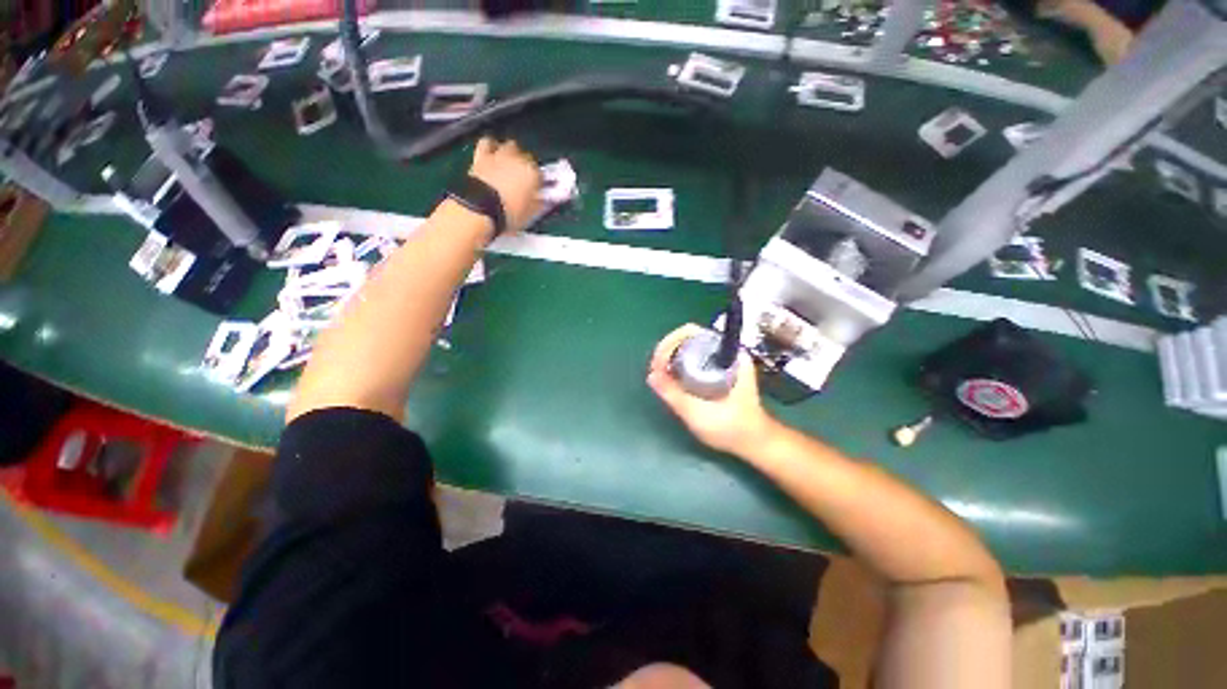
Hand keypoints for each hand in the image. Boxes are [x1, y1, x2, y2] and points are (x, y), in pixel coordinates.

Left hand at [469, 136, 542, 234]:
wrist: (479, 209)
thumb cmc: (508, 214)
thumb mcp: (529, 215)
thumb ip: (538, 204)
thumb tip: (542, 201)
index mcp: (533, 174)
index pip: (541, 175)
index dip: (538, 184)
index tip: (536, 191)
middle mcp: (518, 161)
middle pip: (526, 158)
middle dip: (526, 166)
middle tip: (523, 178)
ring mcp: (500, 156)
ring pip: (510, 145)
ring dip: (511, 152)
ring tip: (509, 163)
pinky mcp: (481, 156)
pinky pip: (487, 143)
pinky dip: (490, 146)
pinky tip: (491, 151)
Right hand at [646, 324, 775, 456]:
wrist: (754, 441)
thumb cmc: (732, 428)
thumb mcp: (699, 414)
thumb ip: (674, 395)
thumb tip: (651, 375)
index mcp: (727, 354)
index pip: (690, 332)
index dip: (669, 343)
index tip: (658, 364)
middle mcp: (724, 350)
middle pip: (686, 337)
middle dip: (666, 351)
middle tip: (655, 371)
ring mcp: (720, 359)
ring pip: (687, 347)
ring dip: (669, 357)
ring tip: (659, 375)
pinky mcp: (715, 368)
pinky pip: (691, 358)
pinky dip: (677, 364)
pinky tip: (669, 378)